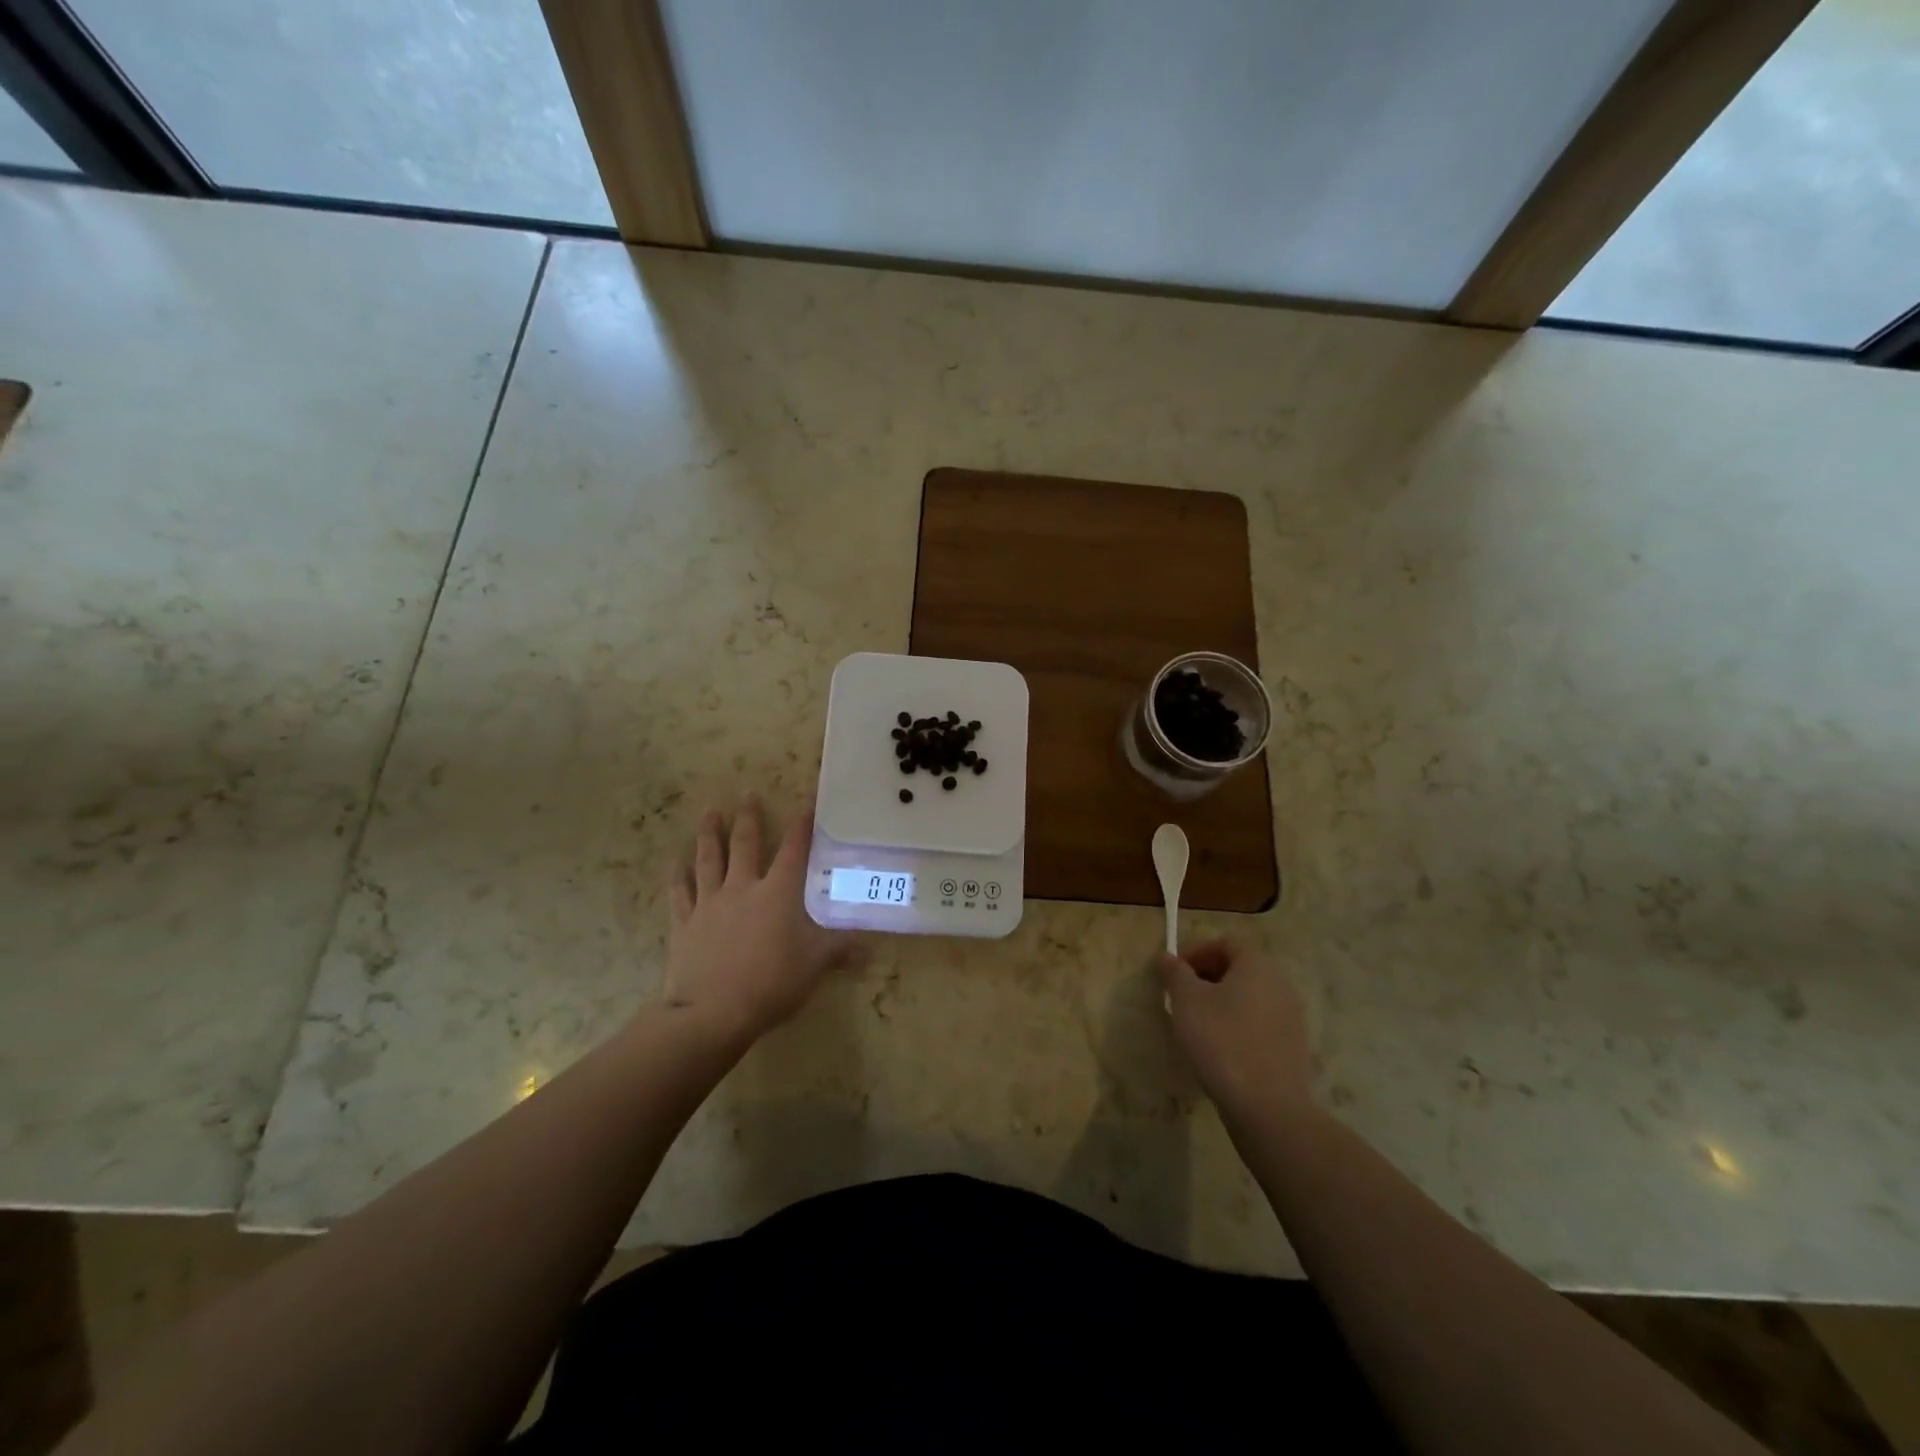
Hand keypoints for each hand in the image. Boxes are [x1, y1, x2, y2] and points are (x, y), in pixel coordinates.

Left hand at [665, 798, 866, 1042]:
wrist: (712, 1012)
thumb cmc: (771, 983)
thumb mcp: (815, 966)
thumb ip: (841, 951)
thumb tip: (872, 950)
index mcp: (778, 893)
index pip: (793, 851)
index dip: (801, 827)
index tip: (806, 806)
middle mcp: (743, 888)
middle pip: (745, 844)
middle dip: (748, 817)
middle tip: (747, 793)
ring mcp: (710, 903)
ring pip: (709, 859)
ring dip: (709, 834)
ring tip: (710, 812)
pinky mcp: (685, 923)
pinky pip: (680, 893)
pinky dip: (678, 876)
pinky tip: (675, 862)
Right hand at [1157, 940, 1313, 1126]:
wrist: (1267, 1106)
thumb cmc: (1221, 1040)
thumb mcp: (1187, 1001)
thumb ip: (1175, 973)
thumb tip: (1167, 956)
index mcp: (1257, 965)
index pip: (1226, 942)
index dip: (1197, 951)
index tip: (1175, 972)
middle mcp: (1280, 984)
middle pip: (1241, 967)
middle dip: (1208, 976)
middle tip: (1182, 996)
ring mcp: (1291, 1017)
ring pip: (1250, 996)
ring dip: (1223, 1001)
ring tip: (1198, 1022)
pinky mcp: (1292, 1046)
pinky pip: (1260, 1021)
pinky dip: (1239, 1023)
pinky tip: (1220, 1047)